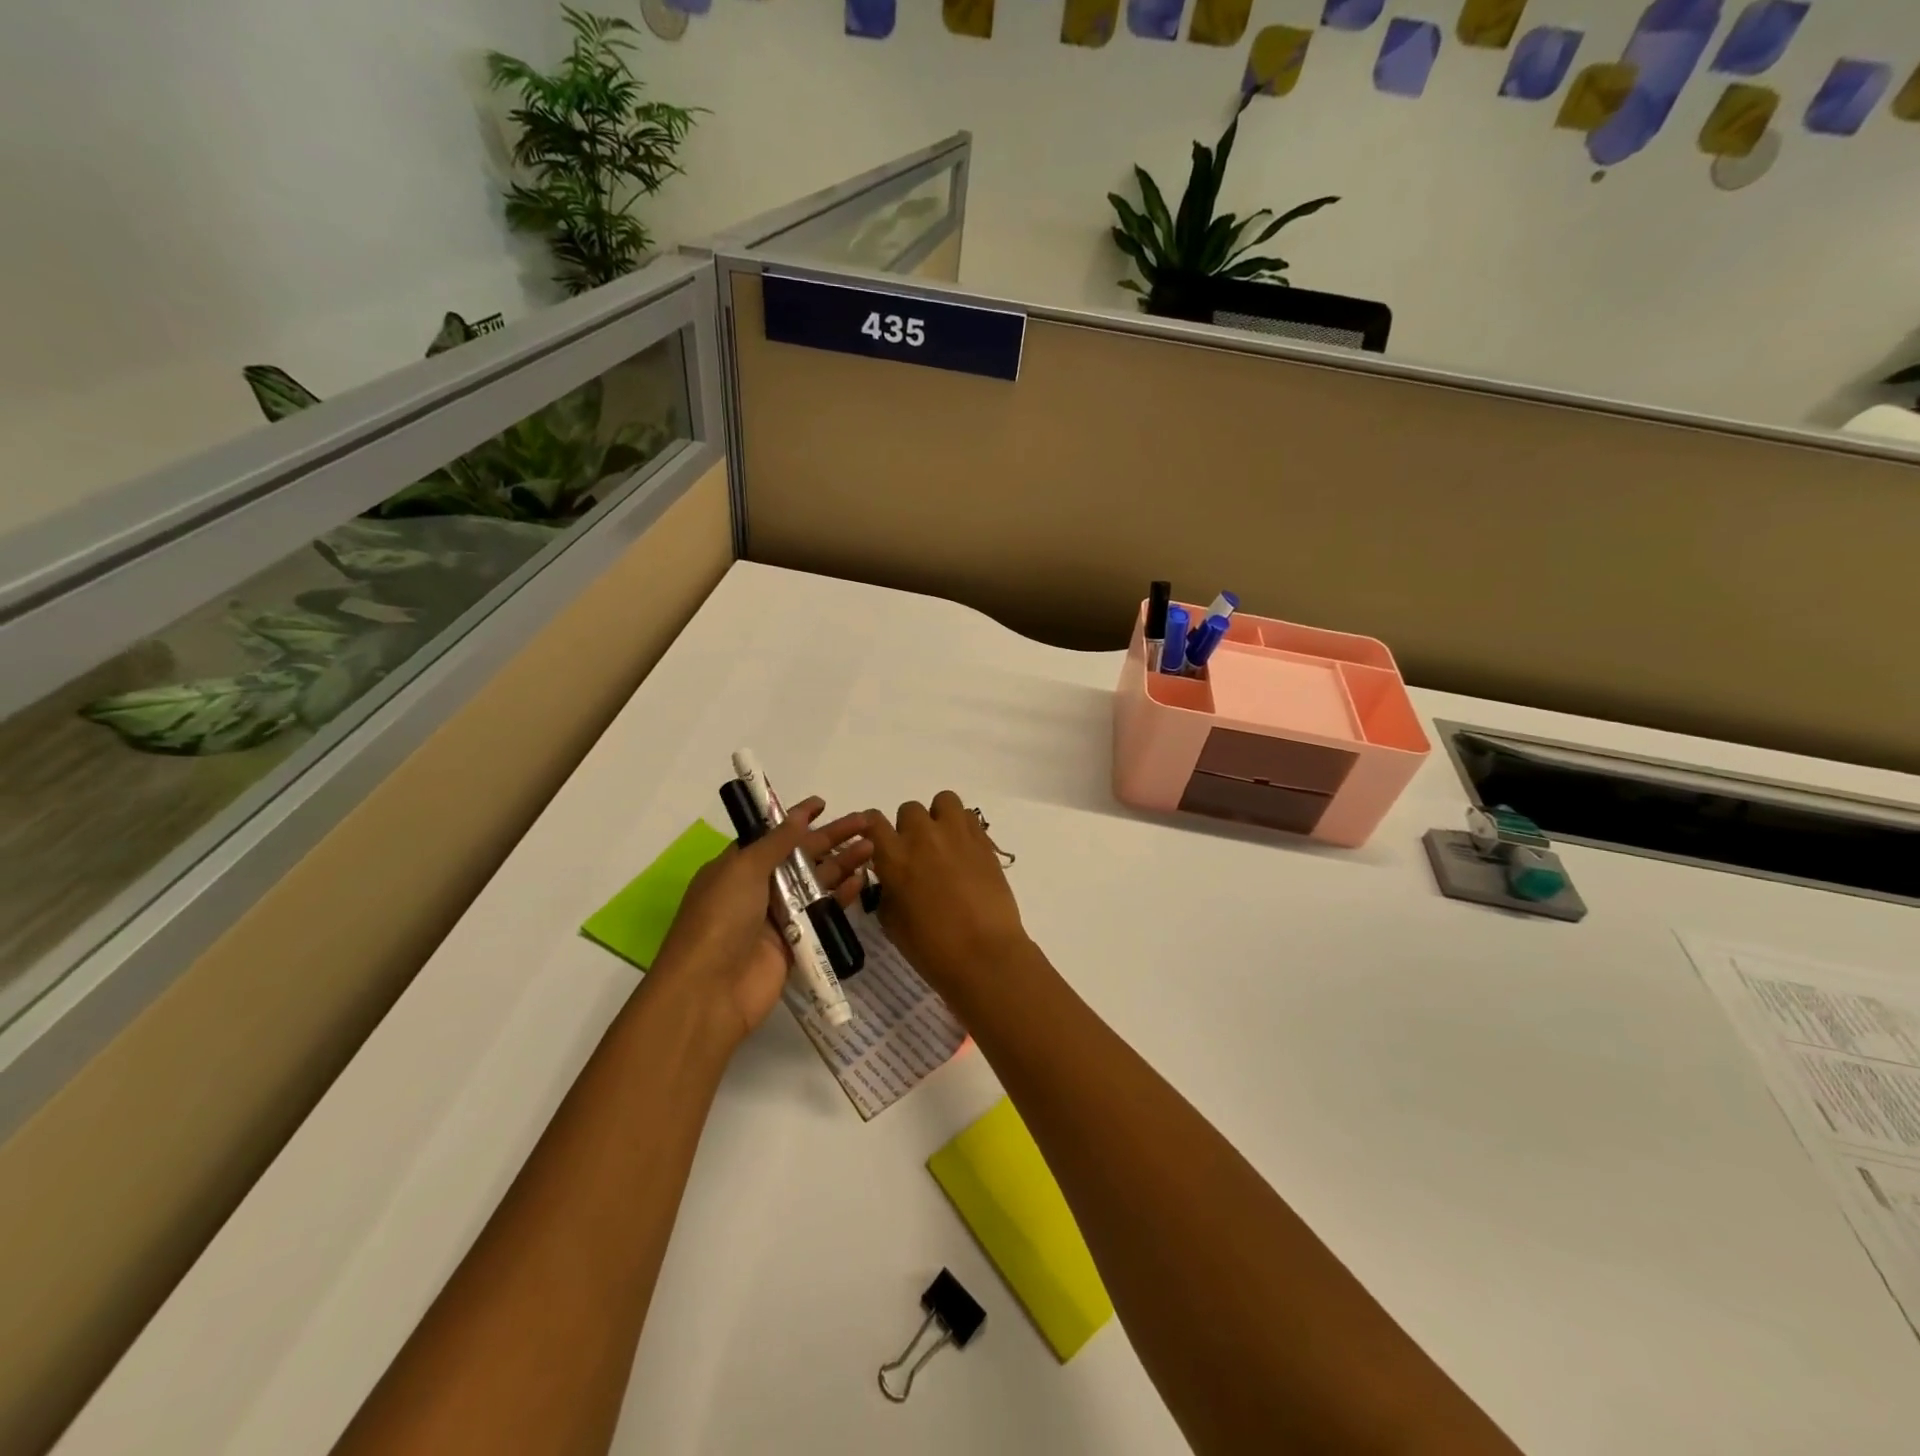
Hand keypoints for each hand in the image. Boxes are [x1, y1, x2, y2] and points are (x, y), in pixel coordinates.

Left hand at [650, 798, 873, 1050]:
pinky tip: (862, 880)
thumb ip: (776, 843)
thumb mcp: (742, 869)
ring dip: (843, 863)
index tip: (823, 804)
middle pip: (801, 856)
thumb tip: (798, 816)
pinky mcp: (797, 943)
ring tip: (873, 846)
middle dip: (832, 837)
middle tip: (866, 821)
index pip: (772, 835)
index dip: (797, 818)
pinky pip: (823, 913)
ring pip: (816, 883)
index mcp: (738, 867)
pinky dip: (841, 896)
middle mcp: (758, 888)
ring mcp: (778, 917)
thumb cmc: (719, 920)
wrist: (710, 991)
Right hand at [867, 791, 1029, 1003]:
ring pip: (943, 801)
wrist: (984, 954)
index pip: (874, 822)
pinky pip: (969, 816)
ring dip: (939, 818)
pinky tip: (965, 851)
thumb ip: (888, 890)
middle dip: (910, 828)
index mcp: (894, 856)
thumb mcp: (892, 922)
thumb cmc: (931, 947)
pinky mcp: (984, 841)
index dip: (874, 830)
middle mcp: (923, 836)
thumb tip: (893, 880)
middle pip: (909, 810)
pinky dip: (963, 827)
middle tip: (918, 854)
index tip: (879, 844)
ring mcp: (956, 834)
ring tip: (944, 843)